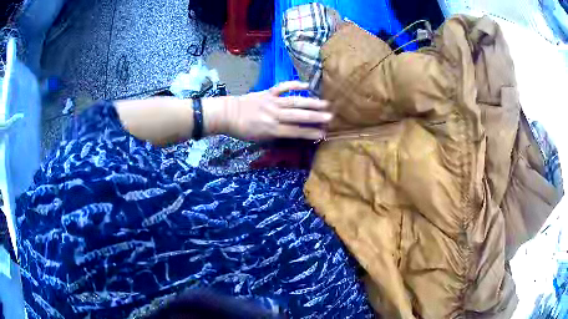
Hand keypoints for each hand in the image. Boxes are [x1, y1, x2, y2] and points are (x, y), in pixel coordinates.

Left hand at [218, 81, 331, 140]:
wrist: (227, 114)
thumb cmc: (243, 130)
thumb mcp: (259, 139)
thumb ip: (277, 135)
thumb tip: (295, 132)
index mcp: (271, 129)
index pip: (295, 132)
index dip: (310, 133)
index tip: (323, 134)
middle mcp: (274, 115)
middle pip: (298, 116)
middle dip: (315, 117)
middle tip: (331, 117)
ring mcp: (271, 102)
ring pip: (294, 101)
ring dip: (311, 102)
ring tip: (325, 103)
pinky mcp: (267, 92)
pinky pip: (283, 87)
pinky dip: (295, 85)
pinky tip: (307, 86)